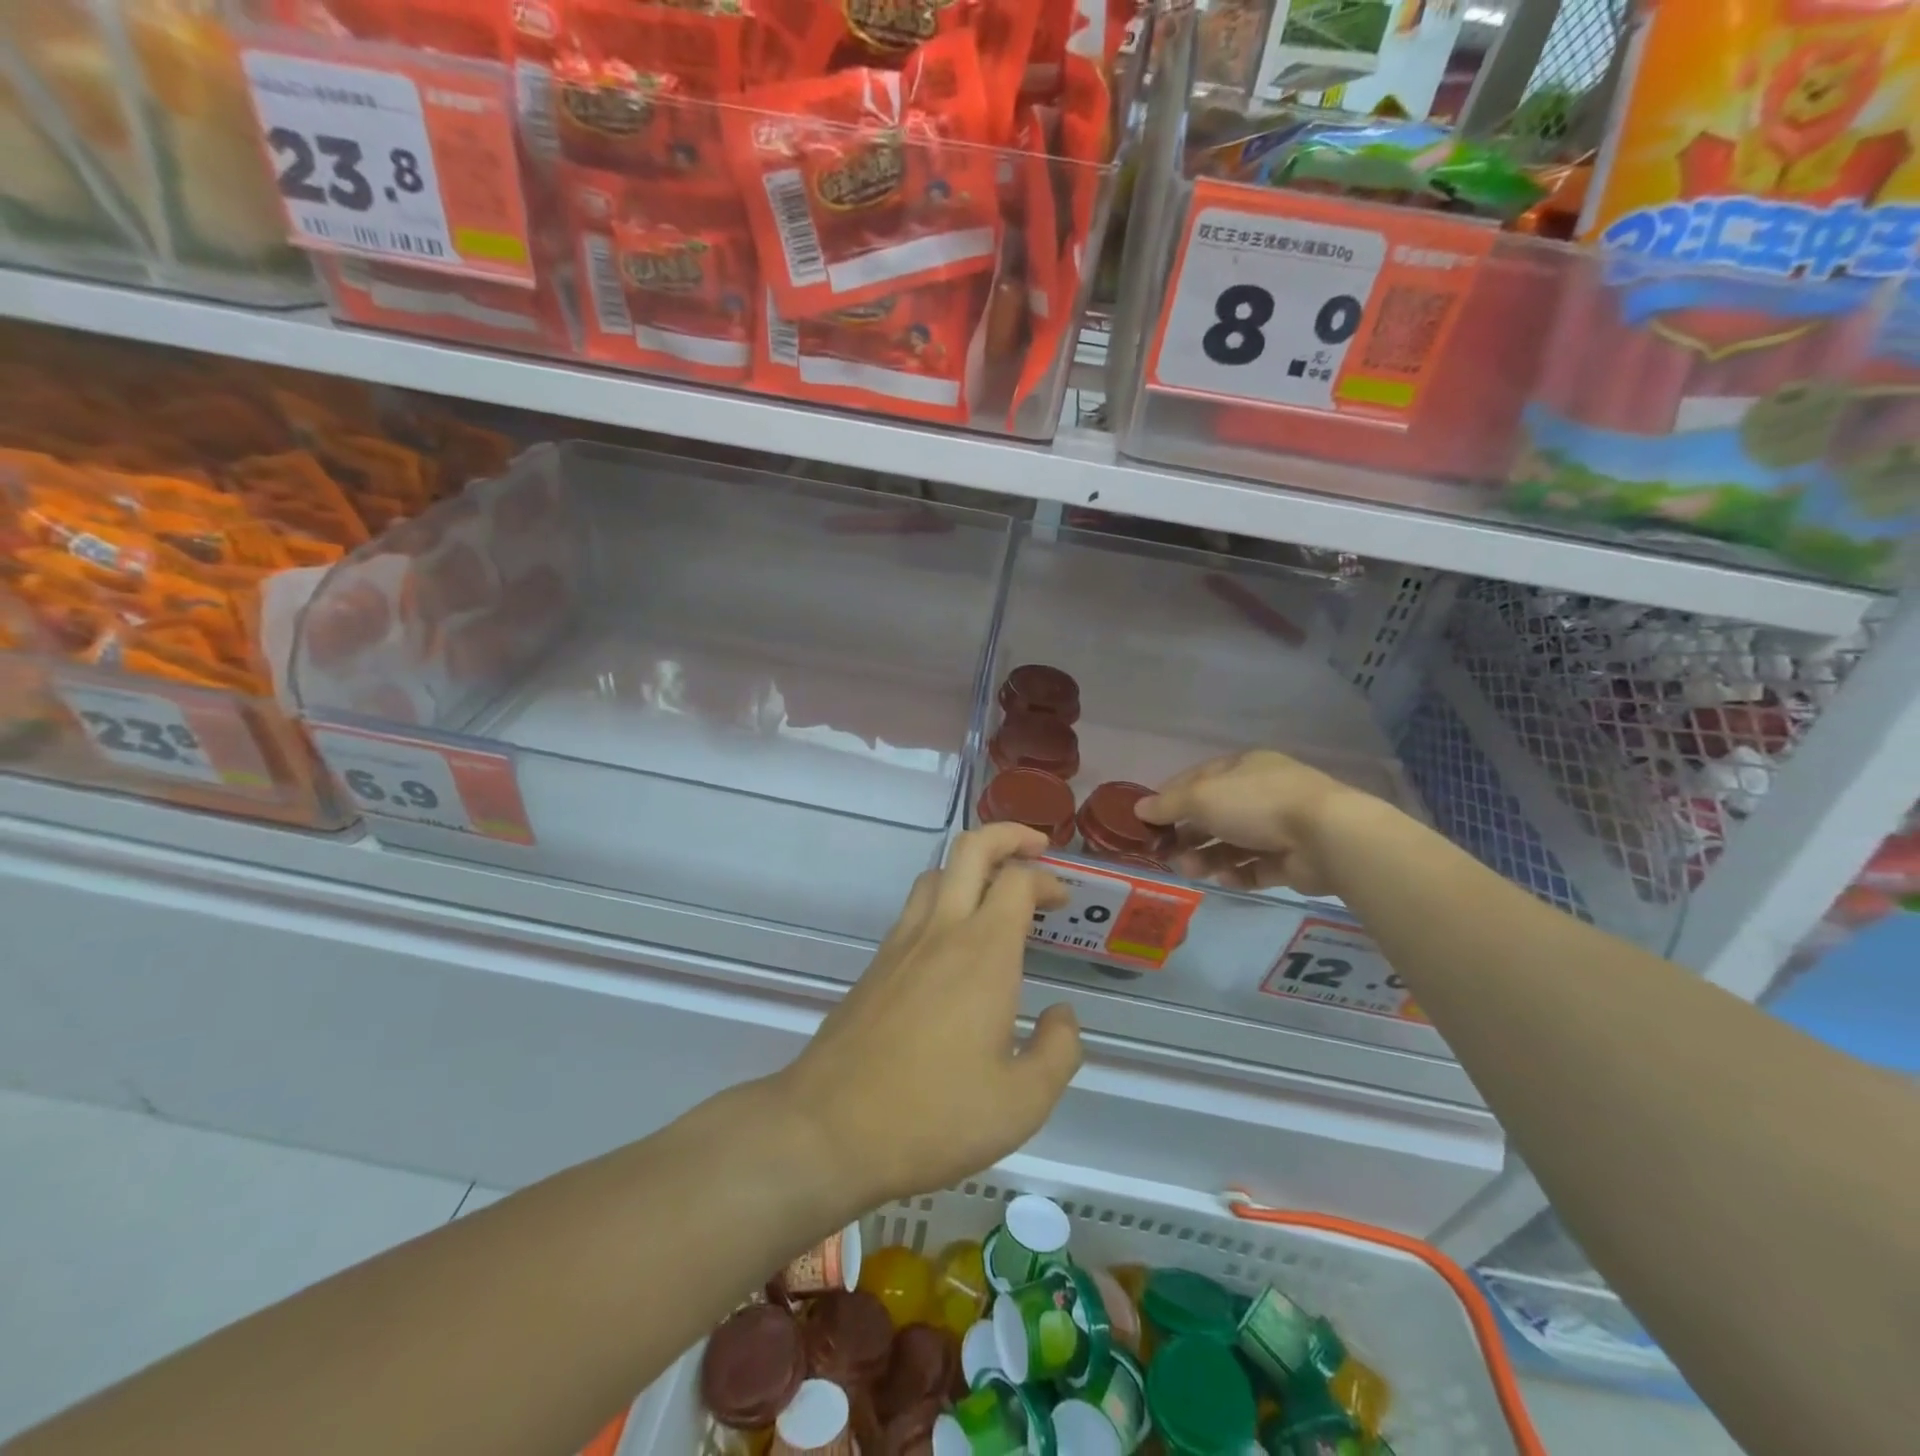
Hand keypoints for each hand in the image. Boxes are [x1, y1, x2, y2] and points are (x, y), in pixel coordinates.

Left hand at [779, 824, 1080, 1204]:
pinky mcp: (876, 965)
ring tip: (996, 892)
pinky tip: (955, 944)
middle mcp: (941, 931)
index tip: (1063, 900)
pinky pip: (915, 908)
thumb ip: (1058, 1051)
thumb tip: (1062, 1016)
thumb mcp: (1022, 1103)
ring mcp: (901, 944)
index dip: (1047, 878)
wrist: (828, 1129)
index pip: (1018, 880)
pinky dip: (943, 900)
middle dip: (1008, 835)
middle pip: (971, 848)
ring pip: (936, 873)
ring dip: (971, 866)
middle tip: (1036, 849)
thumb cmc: (934, 1116)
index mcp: (984, 952)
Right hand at [1135, 749, 1361, 896]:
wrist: (1327, 837)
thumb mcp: (1202, 797)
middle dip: (1187, 834)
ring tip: (1191, 871)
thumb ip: (1168, 804)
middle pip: (1214, 815)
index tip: (1148, 820)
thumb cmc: (1257, 804)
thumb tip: (1138, 808)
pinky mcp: (1292, 860)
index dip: (1170, 797)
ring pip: (1232, 844)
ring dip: (1207, 857)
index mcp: (1243, 768)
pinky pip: (1256, 867)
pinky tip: (1225, 880)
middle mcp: (1261, 793)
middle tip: (1165, 854)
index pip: (1198, 779)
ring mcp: (1280, 827)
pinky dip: (1238, 874)